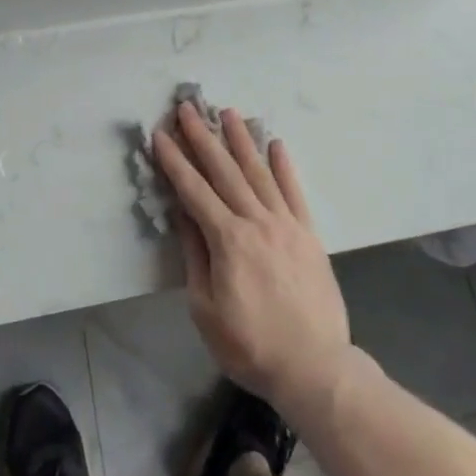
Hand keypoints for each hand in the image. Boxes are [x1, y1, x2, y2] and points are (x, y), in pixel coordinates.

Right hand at [152, 102, 352, 421]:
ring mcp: (286, 223)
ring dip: (241, 141)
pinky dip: (284, 166)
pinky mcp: (309, 233)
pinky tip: (275, 144)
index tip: (160, 134)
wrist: (315, 367)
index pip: (194, 190)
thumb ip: (195, 257)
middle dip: (203, 137)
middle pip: (225, 171)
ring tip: (228, 113)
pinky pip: (294, 191)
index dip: (174, 161)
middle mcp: (257, 221)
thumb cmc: (251, 346)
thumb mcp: (206, 311)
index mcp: (228, 241)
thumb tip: (184, 215)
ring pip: (259, 172)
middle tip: (188, 108)